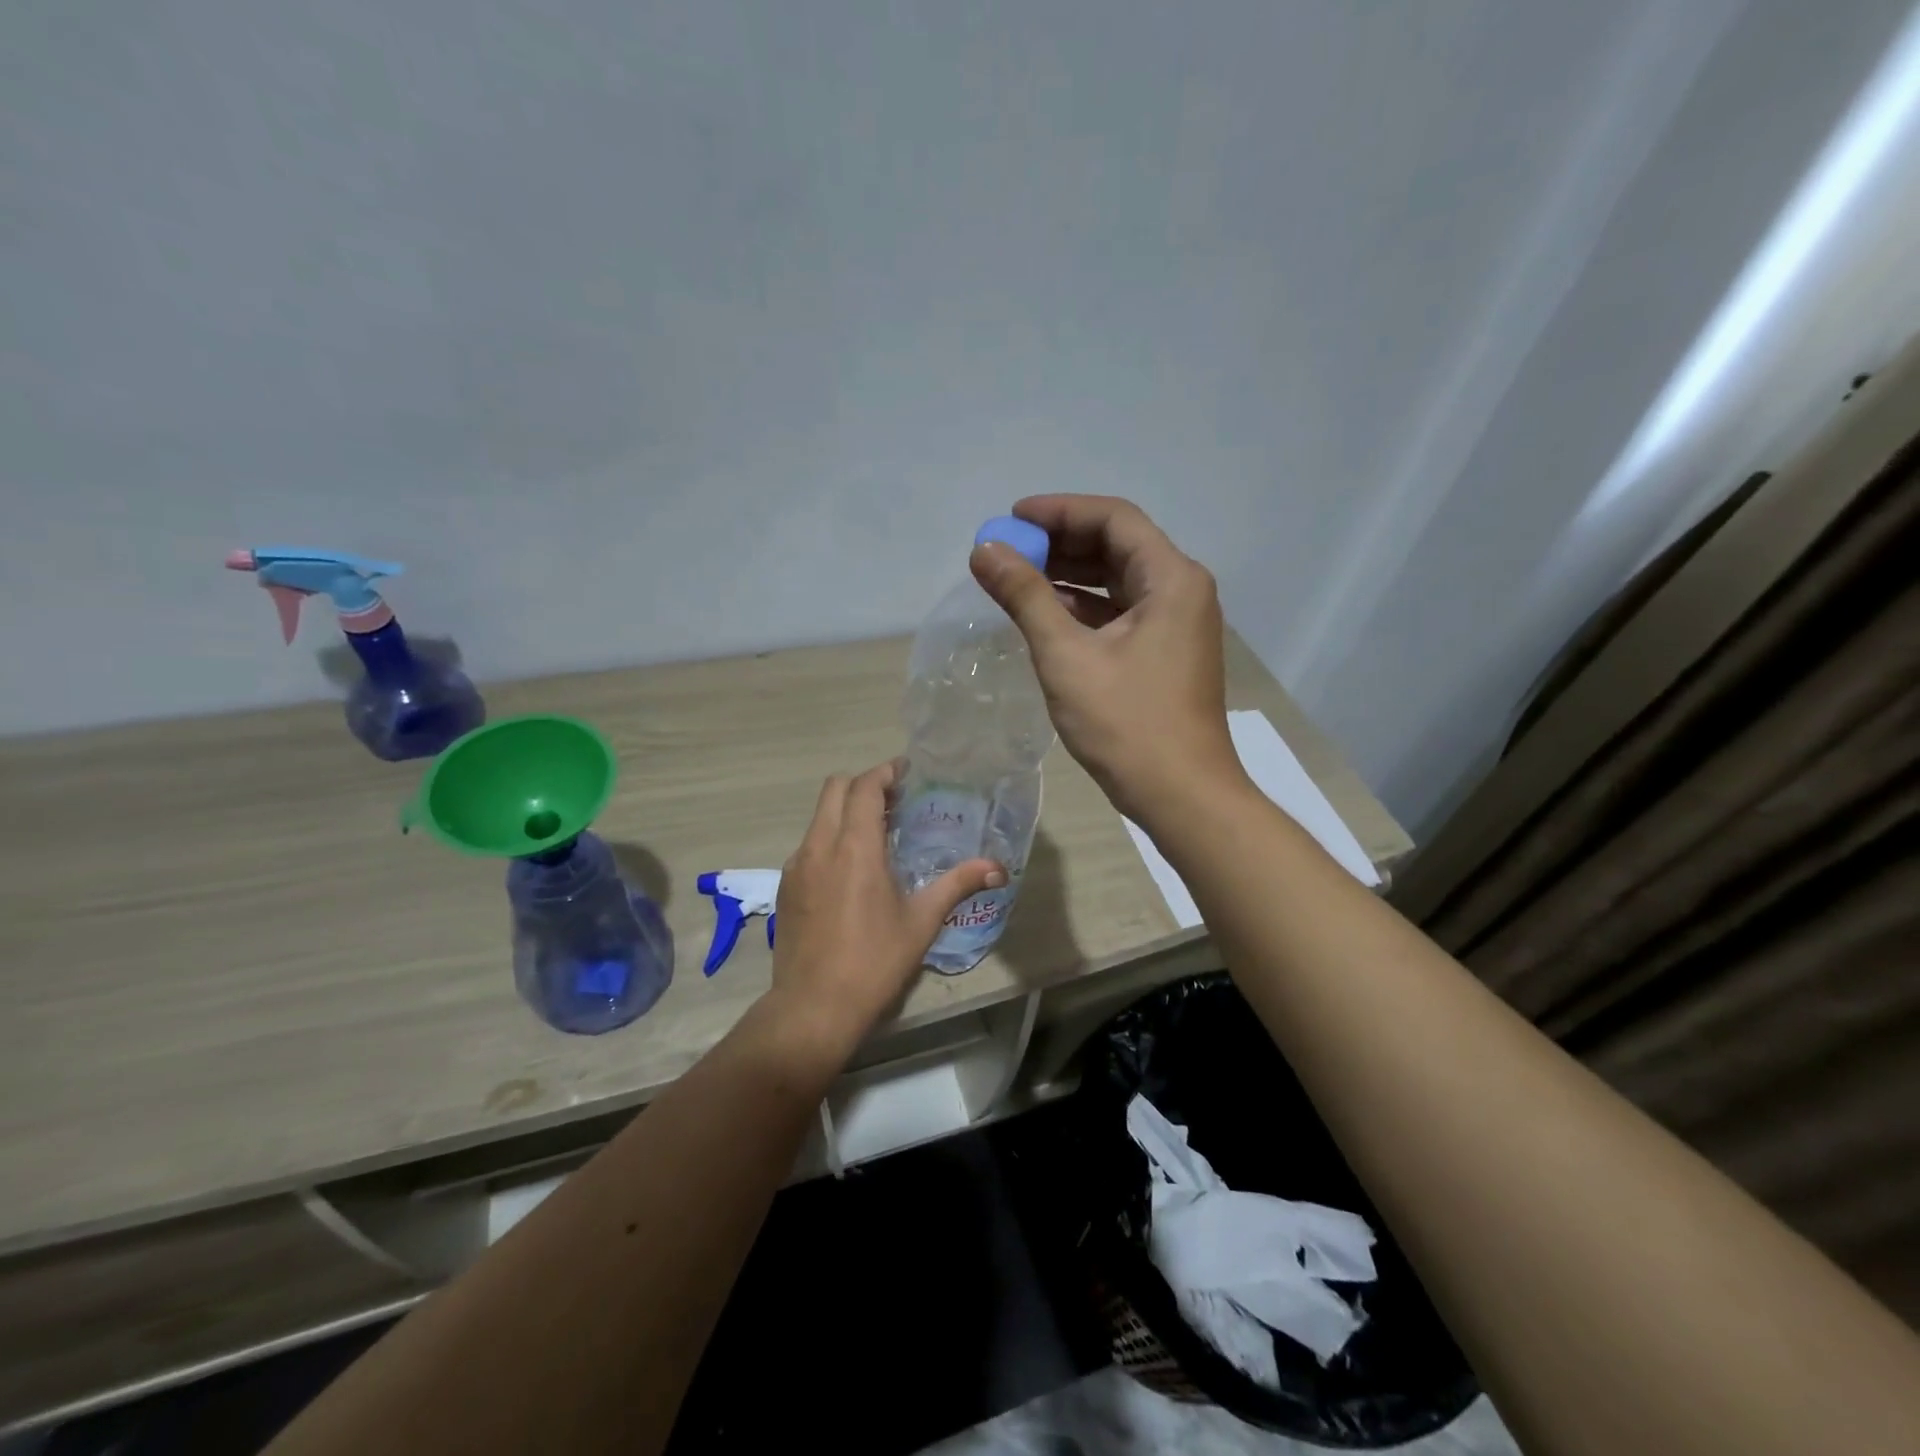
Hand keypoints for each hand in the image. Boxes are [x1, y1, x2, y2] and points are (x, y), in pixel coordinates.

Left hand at [765, 760, 1003, 1056]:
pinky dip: (830, 838)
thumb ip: (958, 884)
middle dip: (863, 784)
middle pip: (834, 789)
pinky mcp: (786, 886)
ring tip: (876, 833)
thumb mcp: (922, 921)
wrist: (813, 1007)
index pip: (864, 786)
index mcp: (855, 847)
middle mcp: (820, 845)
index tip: (907, 773)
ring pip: (819, 816)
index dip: (885, 772)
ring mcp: (797, 866)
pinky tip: (850, 870)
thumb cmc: (874, 961)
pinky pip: (809, 844)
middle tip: (894, 801)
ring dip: (845, 811)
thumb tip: (998, 868)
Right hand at [970, 494, 1242, 823]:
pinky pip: (1121, 613)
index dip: (1059, 511)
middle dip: (1060, 544)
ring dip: (1069, 576)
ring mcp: (1176, 624)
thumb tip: (984, 549)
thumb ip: (1025, 597)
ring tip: (1016, 579)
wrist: (1182, 797)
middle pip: (1117, 546)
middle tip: (1008, 551)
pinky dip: (1084, 609)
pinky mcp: (1166, 653)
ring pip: (1118, 581)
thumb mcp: (1067, 656)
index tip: (1012, 518)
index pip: (1113, 519)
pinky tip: (1045, 616)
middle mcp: (1181, 591)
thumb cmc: (1128, 725)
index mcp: (1171, 579)